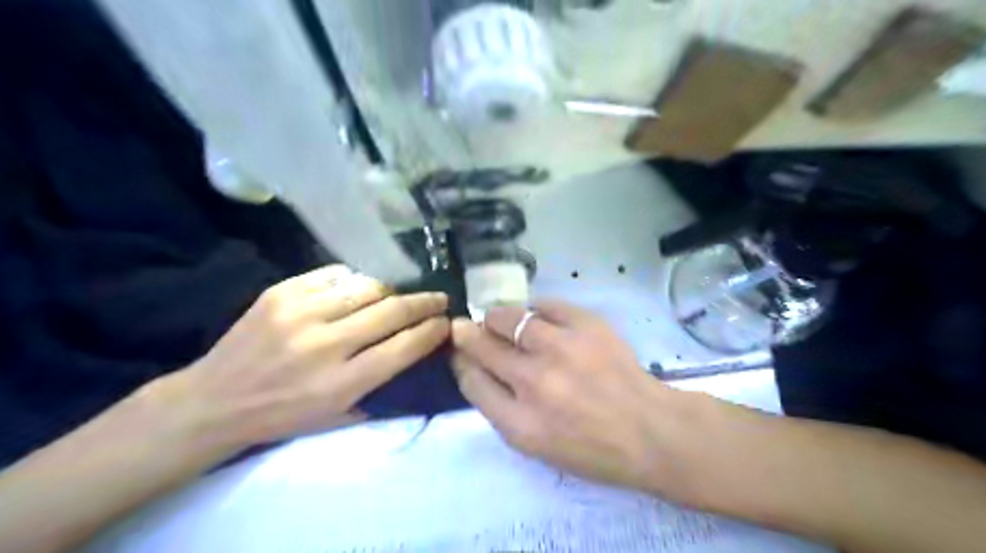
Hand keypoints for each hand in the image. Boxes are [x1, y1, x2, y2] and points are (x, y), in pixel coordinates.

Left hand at [149, 267, 449, 455]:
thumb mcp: (337, 416)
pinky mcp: (282, 292)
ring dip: (392, 290)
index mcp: (341, 383)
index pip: (404, 346)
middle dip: (425, 302)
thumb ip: (381, 386)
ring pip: (368, 286)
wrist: (213, 401)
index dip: (433, 330)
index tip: (446, 322)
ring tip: (398, 295)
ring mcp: (301, 312)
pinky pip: (336, 275)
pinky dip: (356, 281)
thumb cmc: (282, 416)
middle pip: (392, 310)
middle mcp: (325, 345)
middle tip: (439, 298)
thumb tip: (416, 350)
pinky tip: (360, 289)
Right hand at [451, 303, 678, 493]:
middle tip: (467, 327)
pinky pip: (544, 305)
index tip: (459, 351)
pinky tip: (536, 317)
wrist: (649, 430)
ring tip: (500, 319)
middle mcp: (534, 382)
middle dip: (468, 334)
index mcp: (520, 423)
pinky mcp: (585, 325)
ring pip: (508, 318)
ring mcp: (561, 349)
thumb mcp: (537, 446)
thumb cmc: (592, 448)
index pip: (471, 381)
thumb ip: (501, 408)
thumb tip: (475, 367)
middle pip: (482, 346)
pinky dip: (534, 309)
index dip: (460, 360)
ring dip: (497, 317)